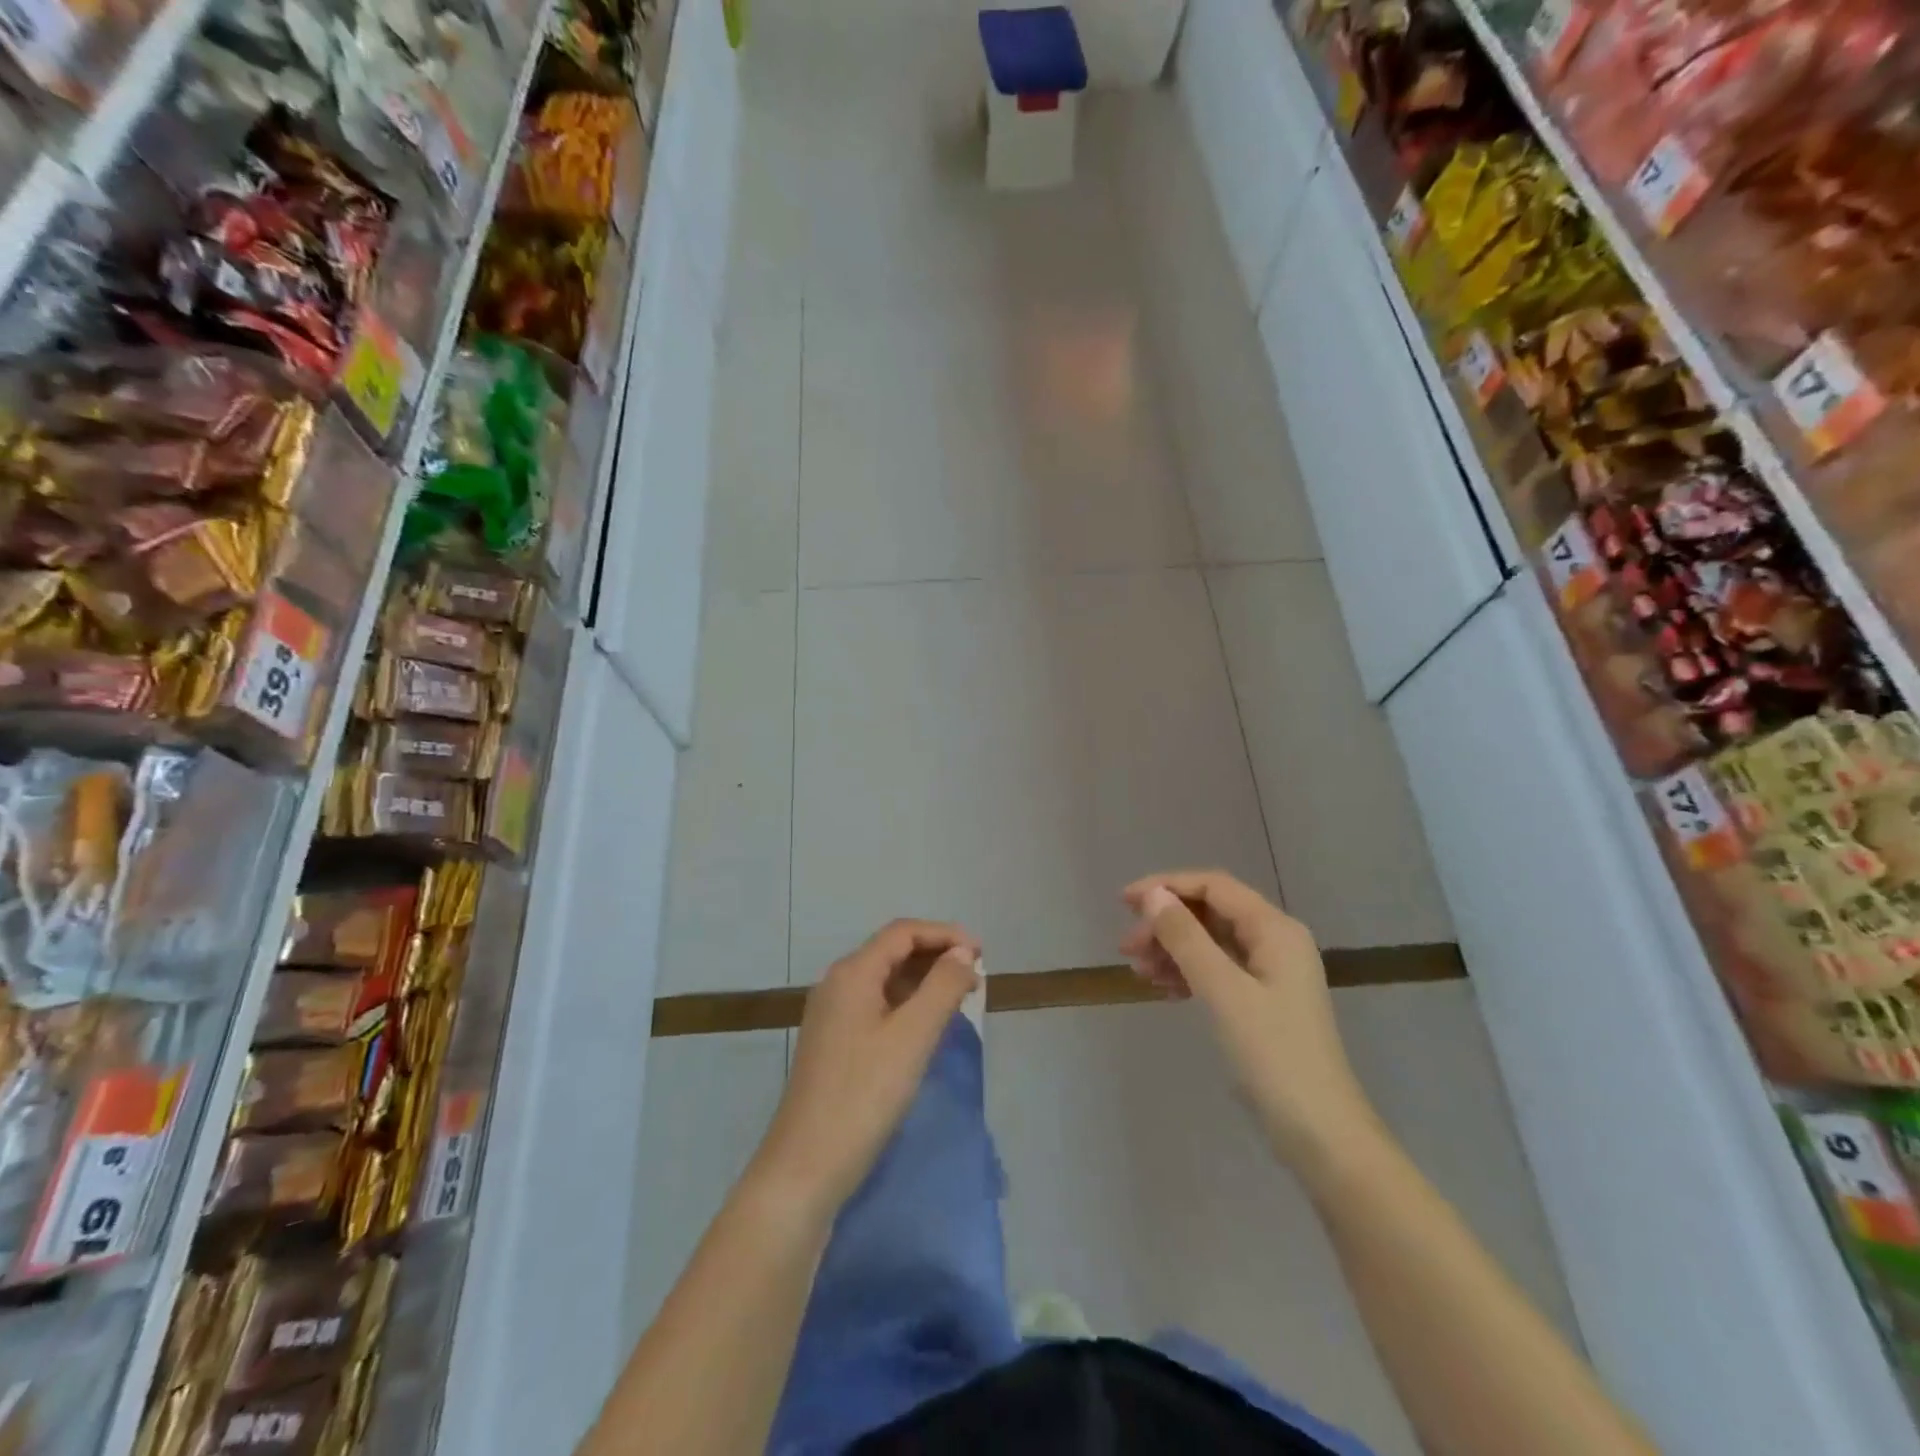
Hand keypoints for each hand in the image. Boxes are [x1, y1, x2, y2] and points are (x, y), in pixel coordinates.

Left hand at [749, 919, 980, 1221]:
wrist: (805, 1167)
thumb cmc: (863, 1095)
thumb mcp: (912, 1037)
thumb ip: (942, 988)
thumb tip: (962, 953)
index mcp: (852, 973)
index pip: (903, 932)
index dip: (945, 934)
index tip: (981, 954)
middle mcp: (838, 984)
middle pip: (892, 951)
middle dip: (936, 956)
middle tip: (975, 976)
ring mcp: (832, 1015)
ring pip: (885, 980)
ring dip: (923, 981)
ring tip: (960, 998)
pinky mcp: (834, 1043)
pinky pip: (876, 1005)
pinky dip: (907, 1004)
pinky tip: (927, 1026)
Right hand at [1121, 871, 1382, 1173]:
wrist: (1321, 1134)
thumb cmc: (1273, 1055)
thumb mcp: (1223, 991)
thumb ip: (1186, 938)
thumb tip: (1153, 895)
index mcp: (1275, 930)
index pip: (1214, 886)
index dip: (1167, 886)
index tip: (1125, 902)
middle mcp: (1276, 941)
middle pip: (1211, 913)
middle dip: (1166, 924)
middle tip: (1127, 948)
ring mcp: (1271, 973)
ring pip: (1211, 943)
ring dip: (1172, 949)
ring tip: (1139, 972)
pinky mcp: (1263, 1002)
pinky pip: (1218, 971)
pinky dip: (1188, 973)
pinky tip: (1164, 989)